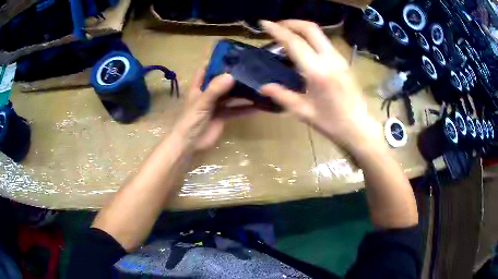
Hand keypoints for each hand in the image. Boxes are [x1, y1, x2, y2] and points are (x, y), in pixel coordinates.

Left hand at [173, 69, 255, 151]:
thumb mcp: (202, 103)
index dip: (216, 62)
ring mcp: (216, 105)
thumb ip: (215, 90)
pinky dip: (246, 109)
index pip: (206, 69)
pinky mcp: (223, 116)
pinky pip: (236, 110)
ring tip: (258, 85)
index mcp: (199, 87)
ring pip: (231, 95)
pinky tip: (258, 107)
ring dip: (243, 92)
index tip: (232, 55)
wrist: (190, 145)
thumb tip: (231, 76)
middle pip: (222, 81)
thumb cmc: (191, 121)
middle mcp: (208, 93)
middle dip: (234, 76)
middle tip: (252, 69)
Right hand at [260, 20, 375, 149]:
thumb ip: (281, 95)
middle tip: (277, 26)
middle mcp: (330, 58)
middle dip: (291, 22)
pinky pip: (325, 42)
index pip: (294, 41)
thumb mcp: (303, 111)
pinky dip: (311, 38)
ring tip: (287, 35)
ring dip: (301, 29)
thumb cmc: (331, 123)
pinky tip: (303, 48)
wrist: (359, 127)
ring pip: (319, 33)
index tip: (263, 23)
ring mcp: (339, 58)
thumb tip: (263, 87)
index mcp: (317, 71)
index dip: (277, 30)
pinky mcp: (344, 61)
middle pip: (310, 28)